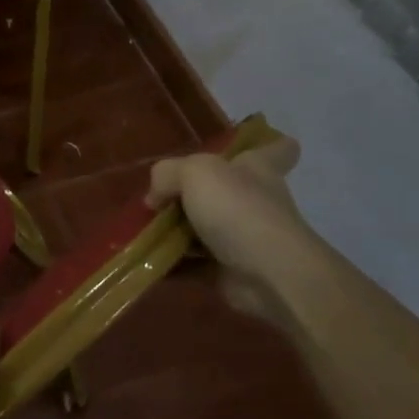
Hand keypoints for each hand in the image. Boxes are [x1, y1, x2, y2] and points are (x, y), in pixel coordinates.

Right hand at [148, 135, 314, 310]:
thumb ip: (167, 175)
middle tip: (159, 199)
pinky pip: (194, 265)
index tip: (251, 146)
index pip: (277, 149)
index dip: (267, 144)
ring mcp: (245, 239)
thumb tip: (156, 199)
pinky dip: (172, 265)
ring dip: (176, 233)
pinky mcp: (231, 271)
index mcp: (256, 168)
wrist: (268, 274)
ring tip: (141, 230)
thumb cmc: (238, 209)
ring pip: (205, 230)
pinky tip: (146, 260)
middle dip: (194, 195)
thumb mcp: (194, 173)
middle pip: (227, 191)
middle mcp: (254, 200)